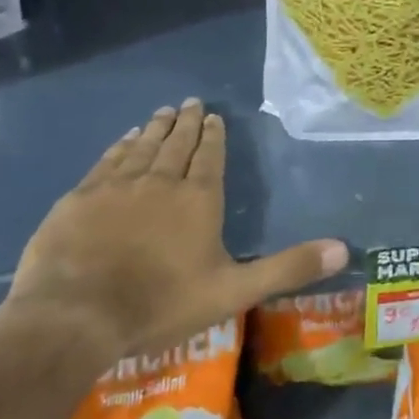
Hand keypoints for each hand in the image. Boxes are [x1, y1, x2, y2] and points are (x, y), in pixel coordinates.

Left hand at [0, 100, 348, 364]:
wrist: (75, 316)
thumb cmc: (160, 304)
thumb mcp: (234, 292)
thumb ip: (288, 268)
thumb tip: (344, 247)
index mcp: (198, 199)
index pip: (210, 156)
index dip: (214, 136)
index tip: (214, 116)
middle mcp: (160, 181)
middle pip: (177, 143)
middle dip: (187, 122)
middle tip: (191, 102)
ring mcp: (116, 187)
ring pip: (142, 147)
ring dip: (155, 128)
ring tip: (164, 112)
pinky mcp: (80, 198)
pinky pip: (107, 161)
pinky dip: (119, 146)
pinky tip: (123, 139)